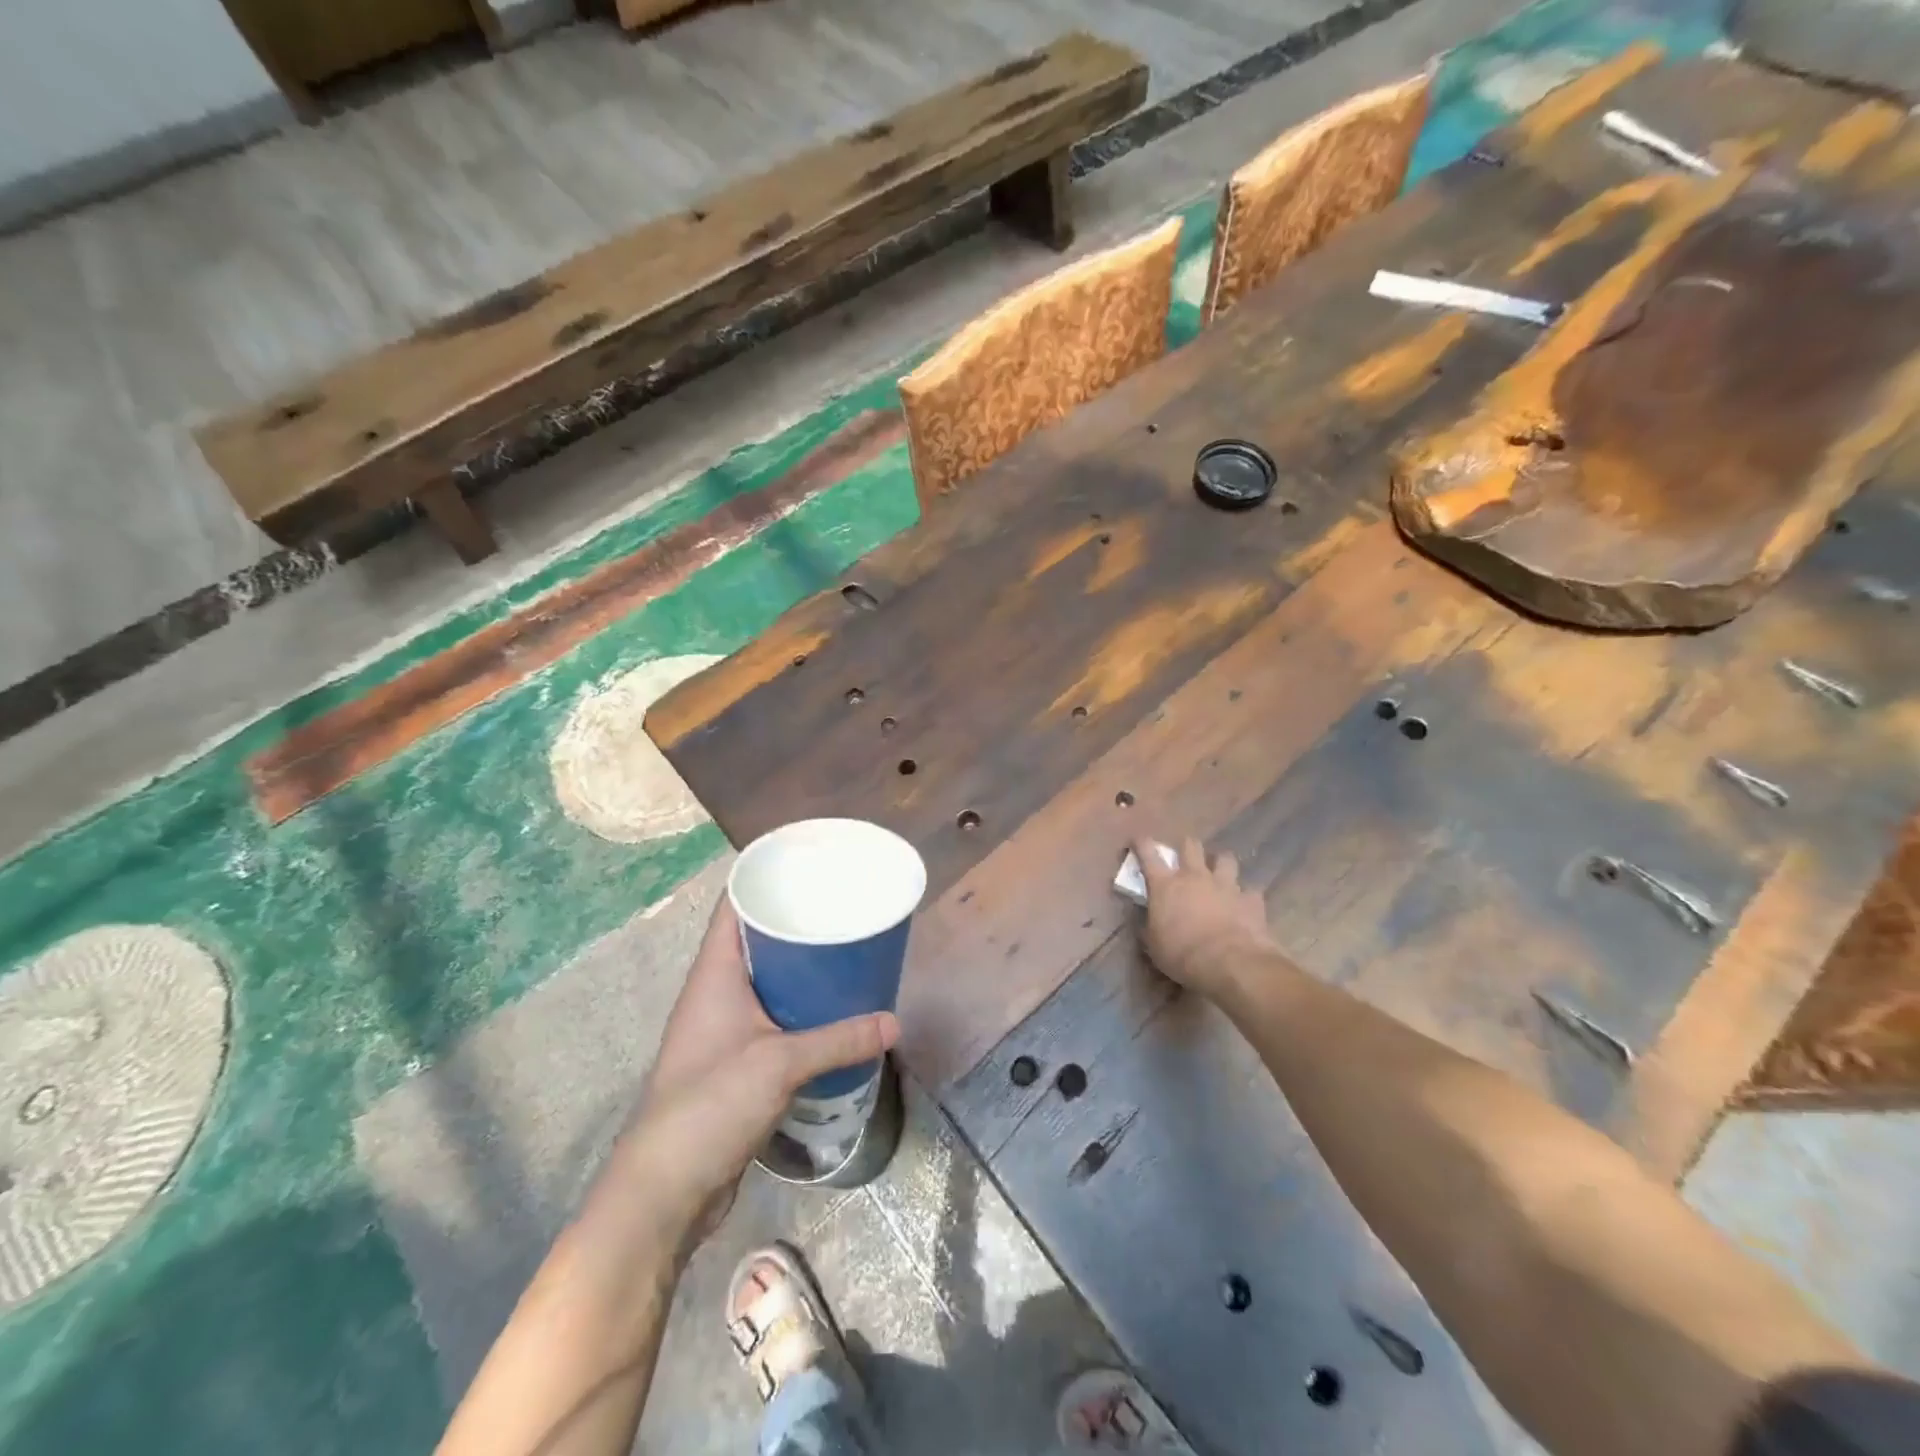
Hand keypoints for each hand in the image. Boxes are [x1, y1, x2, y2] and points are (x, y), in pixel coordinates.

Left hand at [614, 897, 897, 1248]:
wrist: (665, 1189)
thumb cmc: (711, 1104)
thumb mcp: (781, 1064)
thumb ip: (840, 1040)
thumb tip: (894, 1023)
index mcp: (715, 973)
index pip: (735, 906)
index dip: (765, 879)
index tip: (809, 866)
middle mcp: (716, 992)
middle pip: (756, 940)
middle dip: (796, 923)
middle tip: (843, 909)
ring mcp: (723, 1029)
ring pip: (766, 981)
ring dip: (800, 970)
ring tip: (847, 953)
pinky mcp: (734, 1062)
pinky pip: (771, 1018)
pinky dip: (799, 1009)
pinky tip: (832, 1012)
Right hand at [1134, 835, 1276, 995]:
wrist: (1229, 963)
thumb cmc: (1181, 954)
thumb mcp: (1153, 944)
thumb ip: (1149, 925)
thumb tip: (1147, 919)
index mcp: (1165, 885)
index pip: (1148, 853)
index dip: (1142, 844)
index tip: (1139, 841)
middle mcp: (1195, 876)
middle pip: (1190, 845)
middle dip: (1187, 847)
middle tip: (1186, 858)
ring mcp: (1226, 885)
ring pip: (1225, 858)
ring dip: (1221, 864)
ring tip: (1220, 875)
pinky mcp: (1251, 899)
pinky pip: (1250, 890)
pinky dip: (1245, 896)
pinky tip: (1244, 905)